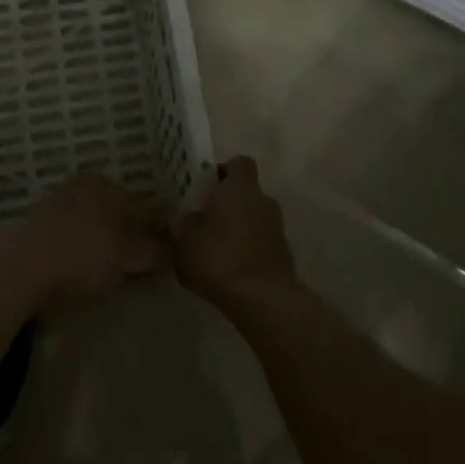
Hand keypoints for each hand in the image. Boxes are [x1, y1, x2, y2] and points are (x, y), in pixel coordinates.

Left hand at [0, 172, 166, 309]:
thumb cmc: (84, 253)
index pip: (143, 205)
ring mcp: (56, 206)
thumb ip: (154, 249)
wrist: (22, 266)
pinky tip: (86, 269)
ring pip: (93, 224)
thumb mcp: (128, 254)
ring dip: (106, 243)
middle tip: (145, 261)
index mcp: (106, 185)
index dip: (159, 227)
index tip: (170, 247)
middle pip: (117, 212)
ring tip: (116, 270)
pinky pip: (72, 239)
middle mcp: (81, 188)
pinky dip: (83, 251)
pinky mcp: (36, 229)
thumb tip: (173, 247)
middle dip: (132, 233)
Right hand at [171, 158, 297, 309]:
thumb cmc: (219, 258)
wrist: (263, 300)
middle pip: (246, 193)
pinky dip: (247, 250)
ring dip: (237, 229)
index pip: (239, 163)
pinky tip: (229, 270)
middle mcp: (263, 201)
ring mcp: (277, 228)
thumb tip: (183, 218)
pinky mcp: (283, 255)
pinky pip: (260, 243)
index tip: (206, 186)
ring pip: (253, 219)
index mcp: (240, 188)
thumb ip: (181, 224)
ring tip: (213, 249)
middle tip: (203, 220)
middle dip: (227, 204)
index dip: (223, 171)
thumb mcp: (184, 240)